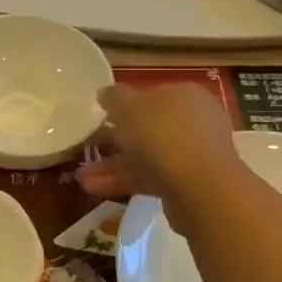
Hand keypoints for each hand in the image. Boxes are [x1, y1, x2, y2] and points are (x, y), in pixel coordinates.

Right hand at [76, 83, 240, 232]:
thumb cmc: (162, 135)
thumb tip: (105, 93)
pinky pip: (150, 178)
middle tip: (87, 148)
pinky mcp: (187, 184)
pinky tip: (95, 189)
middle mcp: (193, 122)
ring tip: (81, 178)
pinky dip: (124, 182)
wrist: (200, 187)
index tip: (99, 118)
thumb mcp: (129, 107)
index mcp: (184, 95)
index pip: (151, 95)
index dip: (123, 105)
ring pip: (146, 156)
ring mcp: (193, 154)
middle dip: (114, 140)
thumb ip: (114, 98)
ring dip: (113, 165)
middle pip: (147, 128)